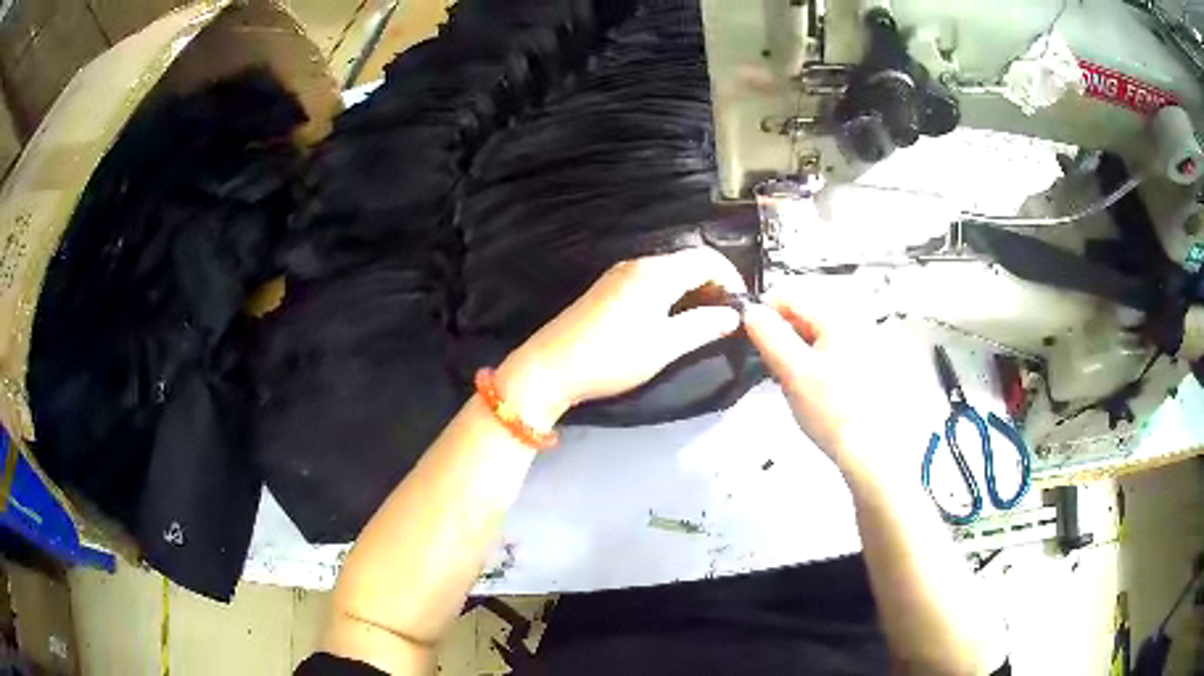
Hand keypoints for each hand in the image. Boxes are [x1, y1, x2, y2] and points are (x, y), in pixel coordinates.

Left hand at [496, 248, 746, 430]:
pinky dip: (670, 293)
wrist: (550, 367)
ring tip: (702, 322)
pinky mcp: (607, 288)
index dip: (731, 278)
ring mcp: (619, 273)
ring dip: (692, 289)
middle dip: (713, 284)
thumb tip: (733, 316)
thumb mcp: (664, 346)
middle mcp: (638, 263)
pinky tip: (670, 319)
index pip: (707, 259)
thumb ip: (703, 326)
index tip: (742, 307)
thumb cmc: (612, 357)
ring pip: (669, 271)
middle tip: (725, 318)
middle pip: (688, 261)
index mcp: (657, 272)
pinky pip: (650, 280)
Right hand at [741, 285, 941, 482]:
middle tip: (773, 368)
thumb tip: (751, 311)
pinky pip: (827, 350)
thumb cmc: (838, 414)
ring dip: (796, 351)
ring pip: (813, 333)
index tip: (751, 338)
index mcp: (838, 316)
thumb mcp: (793, 372)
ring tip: (794, 383)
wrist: (871, 450)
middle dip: (781, 336)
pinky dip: (812, 363)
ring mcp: (861, 342)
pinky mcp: (863, 362)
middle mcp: (853, 321)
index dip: (762, 314)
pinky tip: (812, 389)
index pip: (788, 294)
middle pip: (802, 313)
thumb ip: (769, 336)